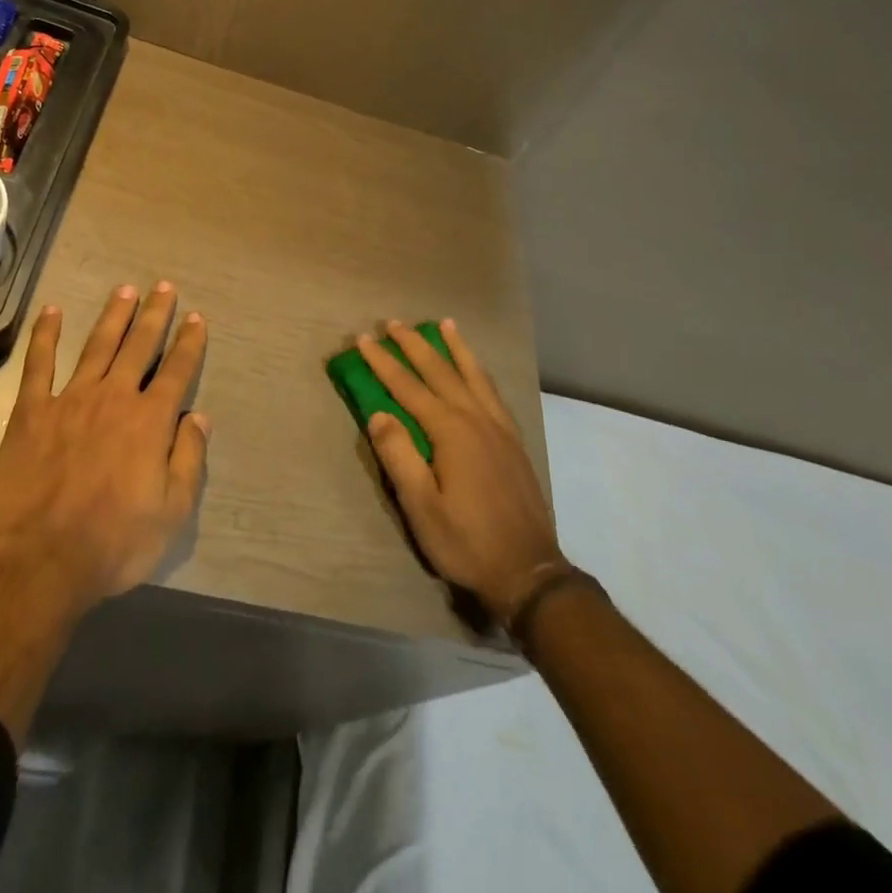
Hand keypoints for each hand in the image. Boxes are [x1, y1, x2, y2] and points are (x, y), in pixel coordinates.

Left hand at [0, 282, 208, 613]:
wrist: (42, 562)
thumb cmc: (115, 542)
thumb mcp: (172, 512)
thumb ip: (188, 459)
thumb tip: (198, 417)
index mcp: (150, 422)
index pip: (177, 371)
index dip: (190, 343)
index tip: (197, 318)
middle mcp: (114, 399)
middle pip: (139, 346)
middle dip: (155, 315)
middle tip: (164, 286)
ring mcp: (70, 401)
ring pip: (97, 346)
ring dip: (114, 315)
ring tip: (126, 289)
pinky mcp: (31, 413)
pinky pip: (39, 365)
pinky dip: (46, 336)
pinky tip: (52, 311)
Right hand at [359, 318, 562, 622]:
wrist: (528, 570)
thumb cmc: (466, 541)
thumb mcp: (421, 507)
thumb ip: (399, 456)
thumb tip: (378, 414)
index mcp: (450, 431)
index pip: (408, 387)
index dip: (383, 362)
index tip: (363, 339)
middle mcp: (476, 418)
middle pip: (440, 371)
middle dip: (414, 345)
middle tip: (393, 322)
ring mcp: (499, 427)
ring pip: (473, 374)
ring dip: (454, 347)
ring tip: (443, 324)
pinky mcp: (513, 440)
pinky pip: (493, 391)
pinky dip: (479, 370)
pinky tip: (476, 368)